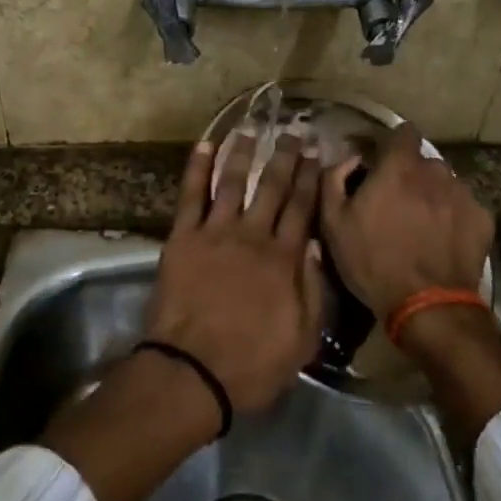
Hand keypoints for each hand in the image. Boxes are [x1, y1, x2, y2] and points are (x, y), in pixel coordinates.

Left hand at [143, 132, 323, 415]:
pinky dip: (197, 168)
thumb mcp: (303, 339)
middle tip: (293, 131)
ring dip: (244, 152)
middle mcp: (253, 235)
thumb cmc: (252, 363)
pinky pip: (191, 195)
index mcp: (284, 259)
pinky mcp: (183, 238)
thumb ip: (313, 290)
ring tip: (251, 128)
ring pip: (233, 182)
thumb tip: (314, 245)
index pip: (302, 208)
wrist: (193, 372)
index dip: (311, 179)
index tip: (317, 153)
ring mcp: (216, 233)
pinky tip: (204, 146)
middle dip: (285, 157)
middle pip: (273, 187)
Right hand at [319, 122, 492, 318]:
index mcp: (398, 167)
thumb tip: (350, 158)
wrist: (428, 306)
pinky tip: (443, 241)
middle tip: (397, 203)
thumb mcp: (333, 223)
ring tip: (422, 225)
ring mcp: (463, 195)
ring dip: (433, 195)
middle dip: (411, 175)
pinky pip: (464, 207)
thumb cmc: (373, 262)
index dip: (392, 143)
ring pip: (445, 184)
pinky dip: (454, 217)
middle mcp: (435, 171)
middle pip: (423, 162)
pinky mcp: (483, 220)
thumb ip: (334, 179)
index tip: (382, 161)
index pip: (403, 131)